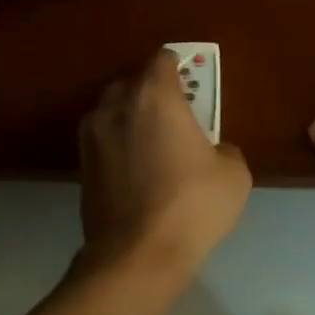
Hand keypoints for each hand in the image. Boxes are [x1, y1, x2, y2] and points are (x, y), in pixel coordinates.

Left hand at [79, 51, 250, 270]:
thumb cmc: (193, 205)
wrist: (138, 255)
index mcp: (155, 97)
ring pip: (112, 113)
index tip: (191, 83)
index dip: (179, 67)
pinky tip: (137, 172)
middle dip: (152, 93)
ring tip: (152, 146)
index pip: (162, 60)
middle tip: (175, 117)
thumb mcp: (233, 174)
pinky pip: (103, 142)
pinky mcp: (81, 167)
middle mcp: (116, 107)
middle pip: (132, 83)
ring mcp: (92, 138)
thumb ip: (223, 148)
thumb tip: (212, 150)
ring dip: (130, 120)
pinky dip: (118, 147)